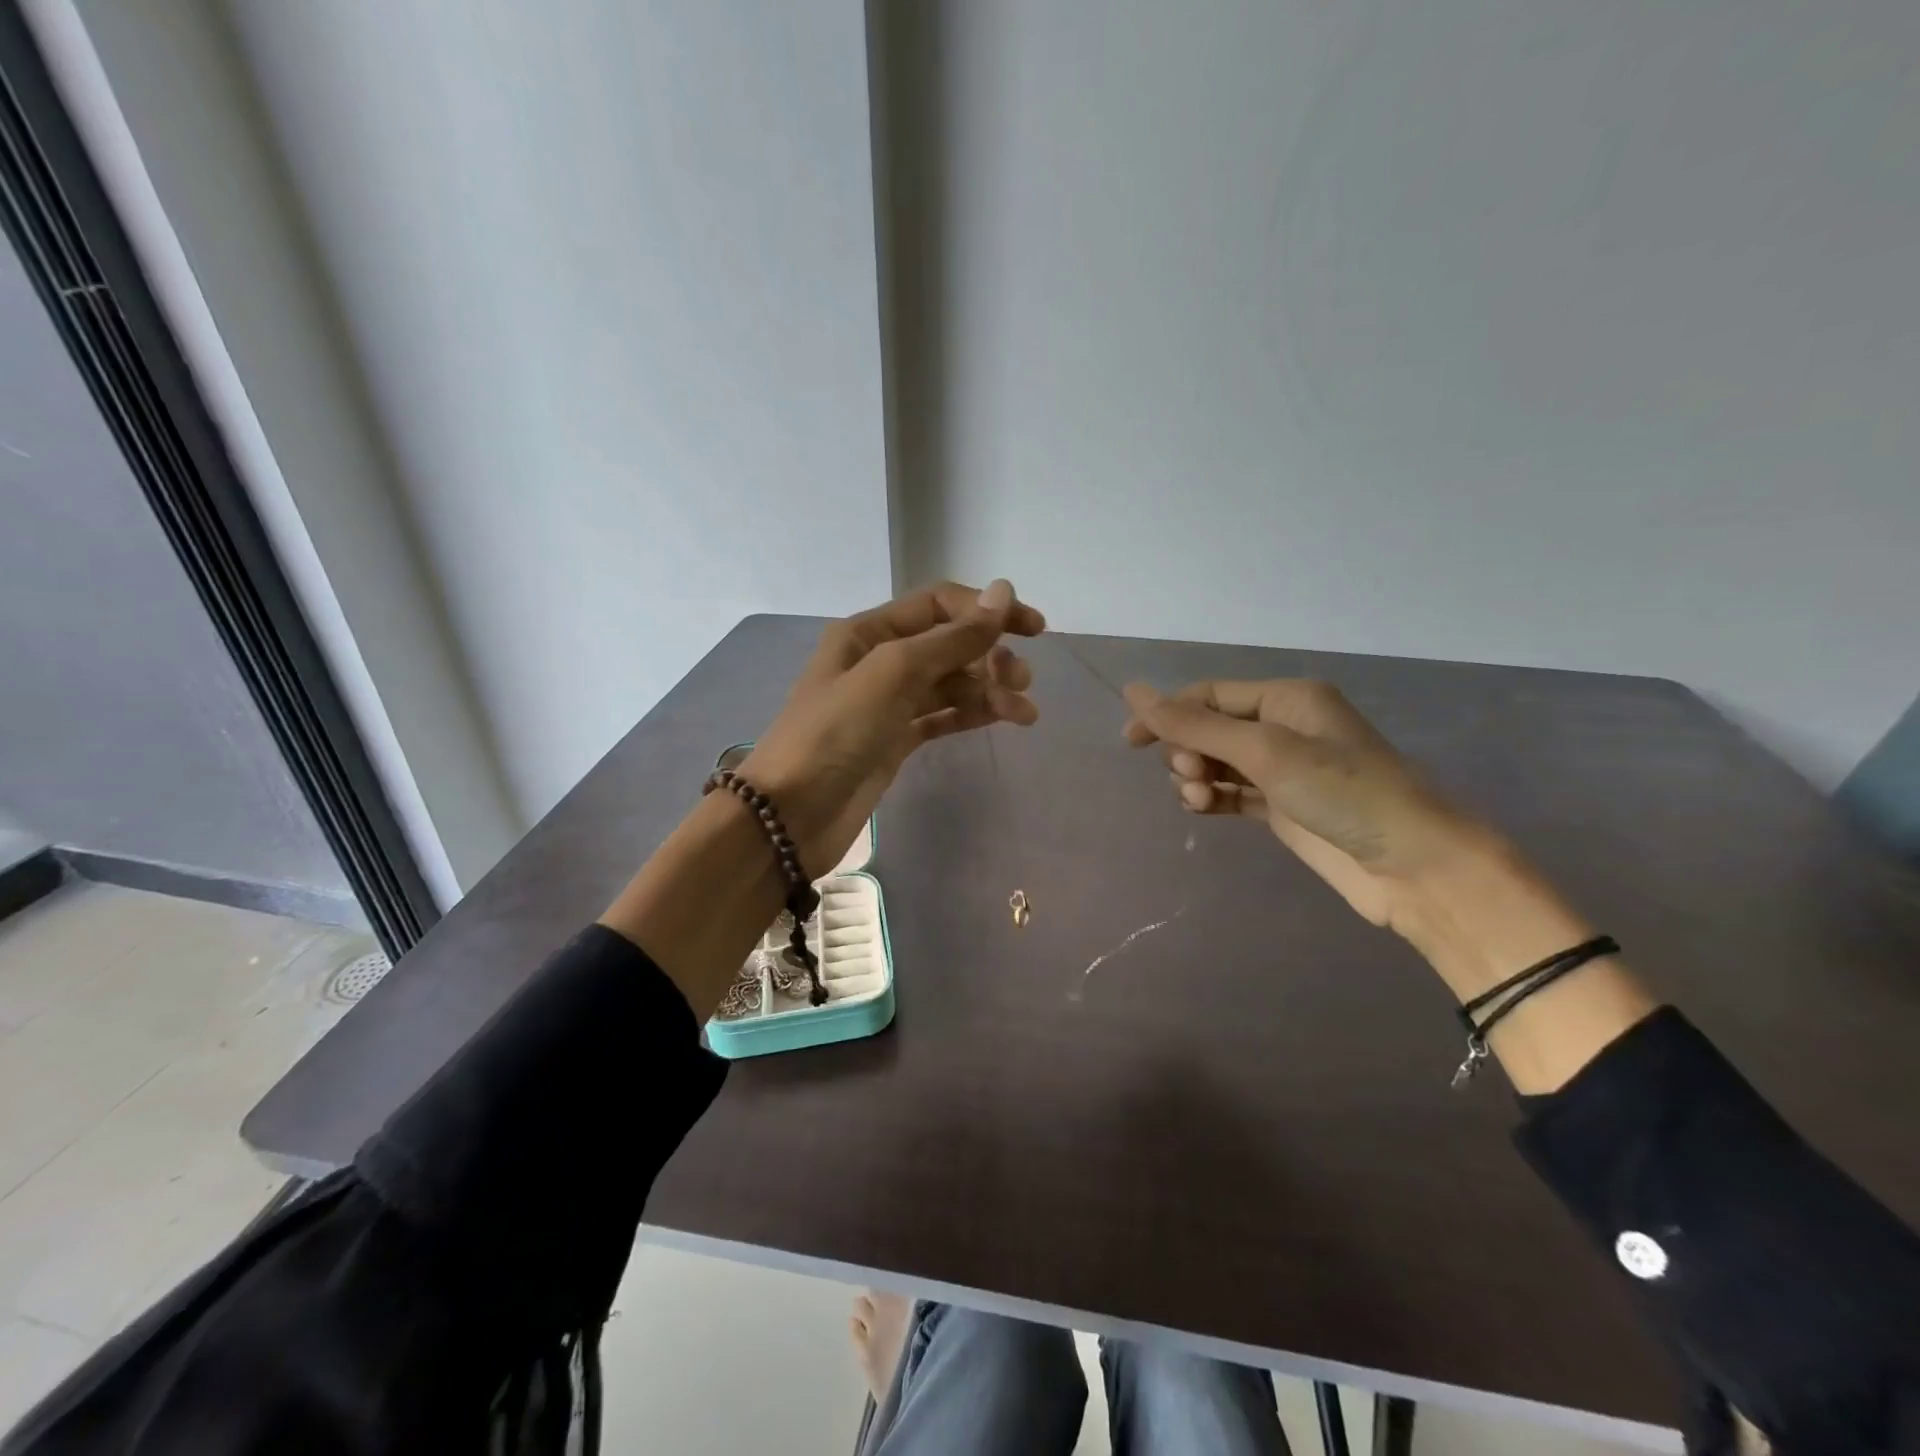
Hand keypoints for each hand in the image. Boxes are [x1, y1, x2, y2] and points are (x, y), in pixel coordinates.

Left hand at [741, 580, 1043, 874]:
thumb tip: (1002, 593)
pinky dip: (972, 713)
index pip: (939, 605)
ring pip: (950, 683)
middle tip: (1021, 682)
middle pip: (949, 644)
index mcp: (869, 631)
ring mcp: (888, 702)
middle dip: (990, 655)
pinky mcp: (895, 739)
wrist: (791, 815)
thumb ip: (951, 638)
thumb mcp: (893, 674)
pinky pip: (942, 715)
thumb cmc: (836, 733)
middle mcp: (879, 659)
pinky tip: (1002, 718)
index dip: (987, 610)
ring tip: (1024, 713)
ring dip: (988, 690)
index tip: (1033, 629)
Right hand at [1121, 679, 1477, 930]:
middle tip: (1193, 775)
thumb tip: (1133, 690)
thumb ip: (1194, 725)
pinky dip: (1211, 798)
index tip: (1130, 742)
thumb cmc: (1342, 792)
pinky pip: (1231, 793)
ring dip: (1196, 777)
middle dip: (1187, 750)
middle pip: (1208, 729)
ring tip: (1201, 799)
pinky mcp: (1282, 808)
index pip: (1208, 695)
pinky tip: (1203, 808)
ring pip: (1216, 763)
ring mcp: (1283, 770)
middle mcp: (1283, 727)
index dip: (1167, 713)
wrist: (1413, 865)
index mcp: (1285, 699)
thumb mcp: (1264, 751)